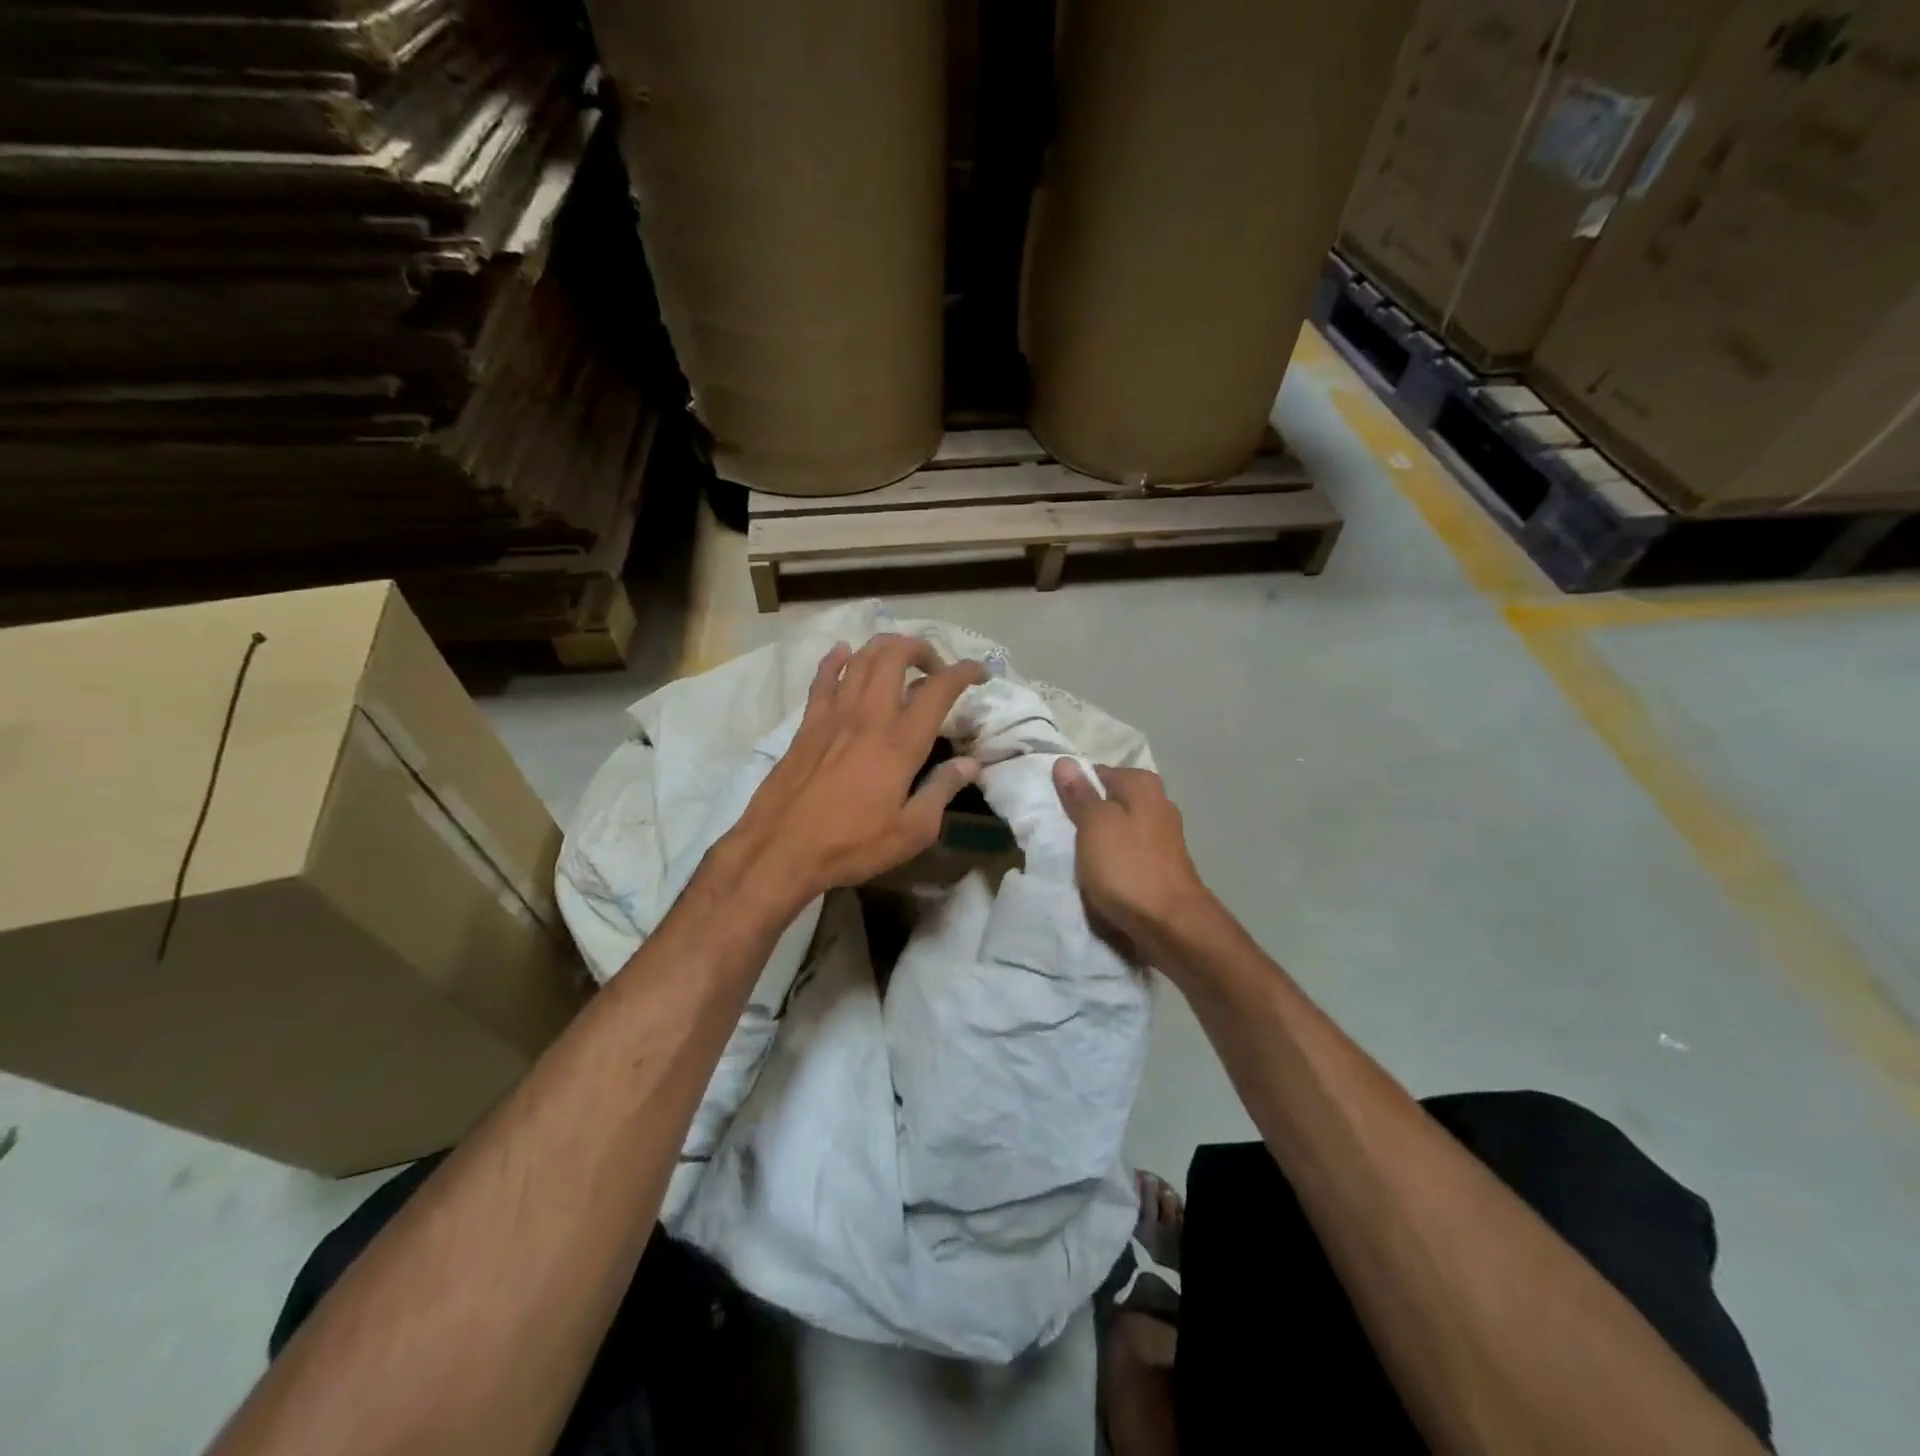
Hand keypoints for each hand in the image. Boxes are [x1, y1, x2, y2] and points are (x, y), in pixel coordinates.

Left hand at [723, 634, 986, 903]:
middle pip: (896, 656)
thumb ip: (942, 790)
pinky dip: (836, 659)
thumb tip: (971, 764)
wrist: (780, 849)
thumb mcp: (911, 831)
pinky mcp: (807, 724)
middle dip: (922, 649)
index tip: (980, 673)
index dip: (964, 672)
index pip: (939, 688)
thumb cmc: (851, 845)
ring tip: (901, 660)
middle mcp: (869, 716)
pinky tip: (843, 652)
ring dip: (885, 648)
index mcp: (901, 742)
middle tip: (935, 668)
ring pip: (861, 658)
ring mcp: (834, 715)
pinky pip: (823, 678)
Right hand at [1053, 761, 1212, 949]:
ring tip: (1075, 857)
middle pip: (1110, 801)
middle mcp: (1158, 803)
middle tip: (1060, 832)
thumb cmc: (1128, 867)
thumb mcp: (1094, 825)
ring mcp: (1163, 836)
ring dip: (1099, 841)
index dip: (1074, 788)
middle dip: (1087, 815)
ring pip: (1119, 829)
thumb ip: (1080, 794)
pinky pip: (1127, 853)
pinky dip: (1113, 861)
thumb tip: (1065, 761)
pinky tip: (1099, 875)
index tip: (1054, 808)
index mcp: (1142, 785)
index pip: (1098, 773)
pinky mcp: (1163, 865)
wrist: (1171, 924)